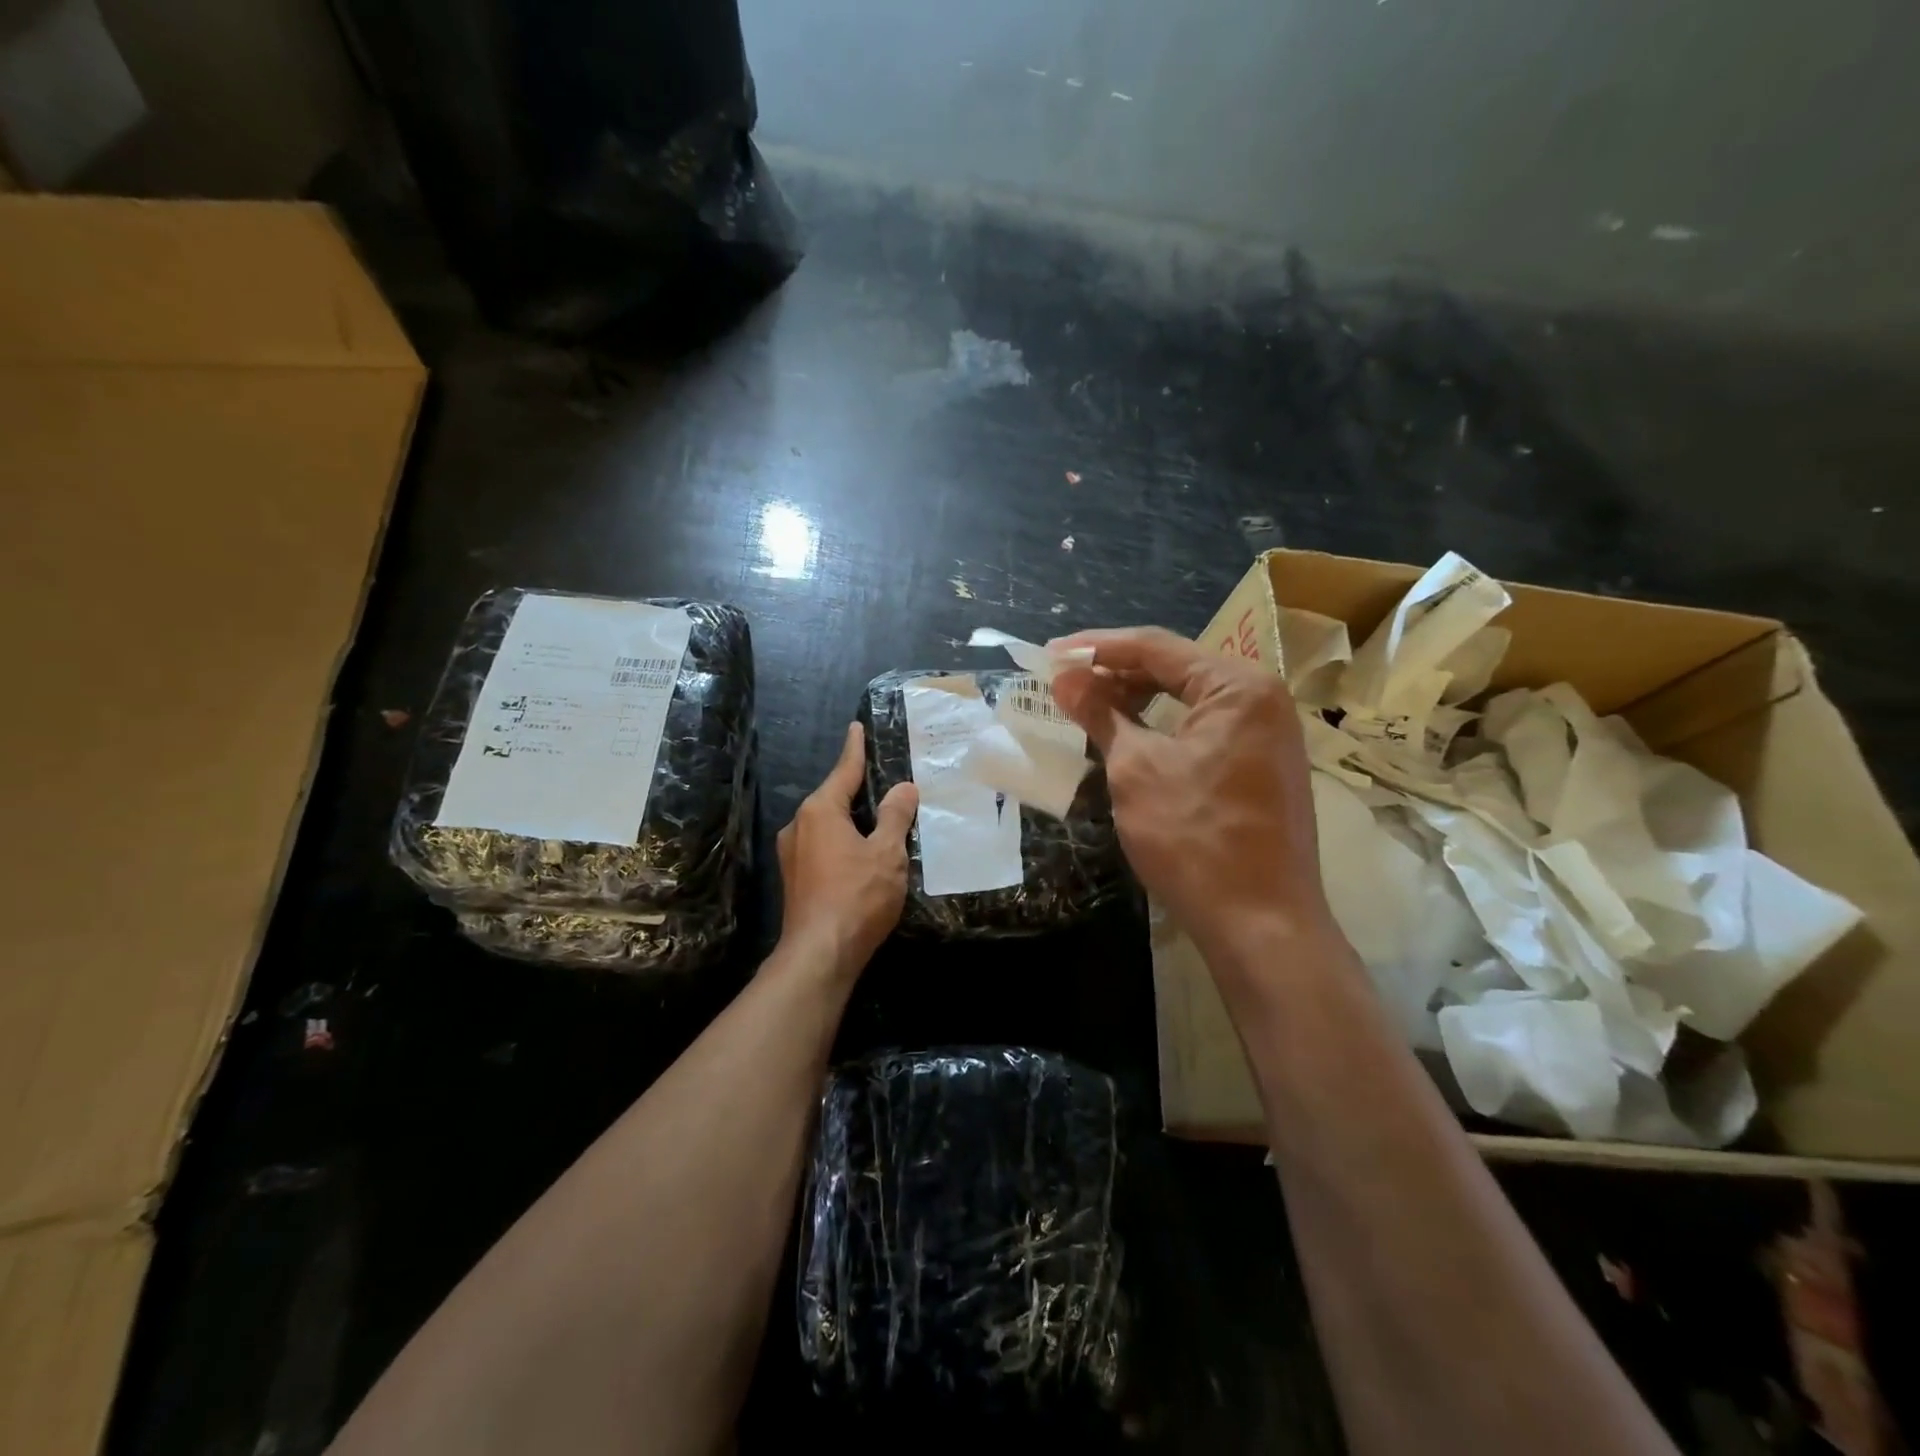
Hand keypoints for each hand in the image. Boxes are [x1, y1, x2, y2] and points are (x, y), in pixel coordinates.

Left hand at [776, 722, 918, 975]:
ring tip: (879, 817)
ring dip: (851, 819)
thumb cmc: (856, 896)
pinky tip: (862, 853)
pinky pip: (823, 846)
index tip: (856, 727)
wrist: (819, 954)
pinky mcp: (795, 878)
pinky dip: (843, 841)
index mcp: (820, 810)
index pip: (843, 770)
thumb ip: (894, 816)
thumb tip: (903, 788)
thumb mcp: (886, 853)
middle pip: (833, 797)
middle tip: (883, 777)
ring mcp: (792, 854)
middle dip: (857, 788)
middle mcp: (799, 825)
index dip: (855, 749)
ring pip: (828, 825)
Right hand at [1050, 628, 1332, 956]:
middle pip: (1176, 668)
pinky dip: (1163, 728)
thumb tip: (1064, 678)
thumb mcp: (1135, 769)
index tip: (1050, 656)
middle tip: (1065, 685)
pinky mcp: (1262, 766)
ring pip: (1189, 700)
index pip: (1156, 646)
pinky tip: (1128, 738)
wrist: (1261, 924)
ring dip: (1137, 701)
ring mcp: (1268, 734)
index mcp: (1238, 685)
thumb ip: (1100, 713)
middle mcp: (1262, 698)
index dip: (1096, 648)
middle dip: (1116, 673)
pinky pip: (1204, 729)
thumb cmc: (1194, 838)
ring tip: (1089, 710)